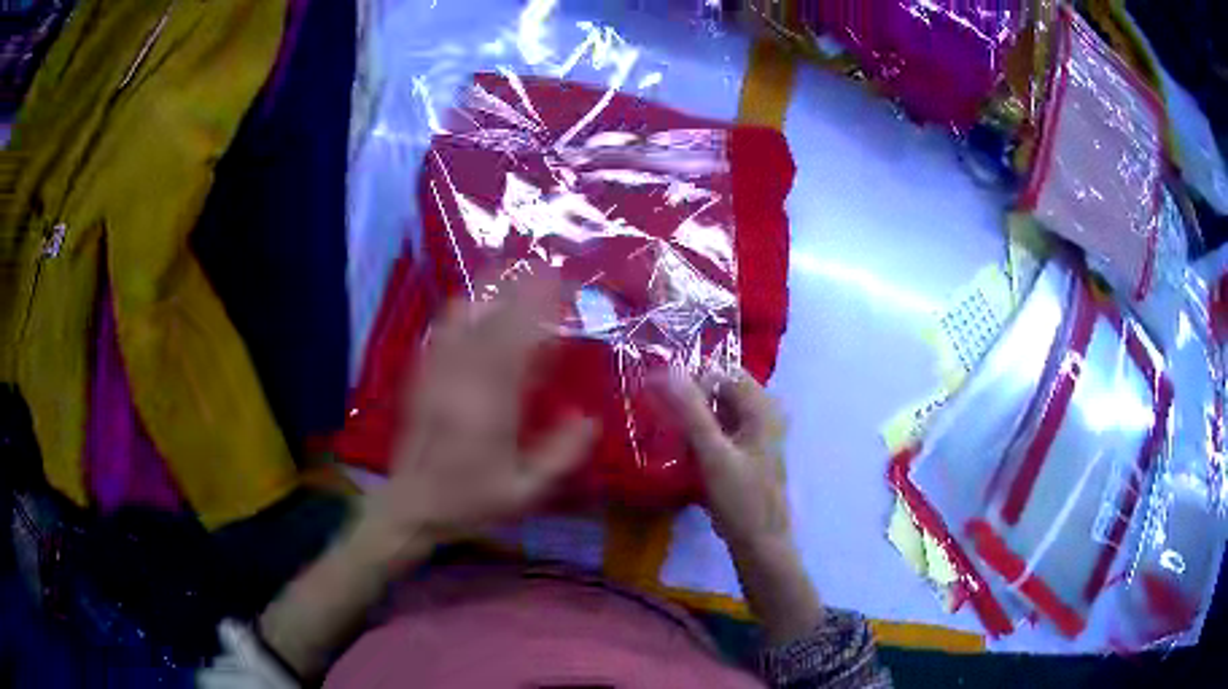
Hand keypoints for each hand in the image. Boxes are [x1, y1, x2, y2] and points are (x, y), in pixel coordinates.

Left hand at [365, 277, 596, 553]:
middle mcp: (461, 382)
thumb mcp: (525, 492)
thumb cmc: (470, 502)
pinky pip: (441, 333)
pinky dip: (463, 311)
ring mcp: (436, 376)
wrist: (411, 507)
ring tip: (512, 276)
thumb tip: (590, 419)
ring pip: (462, 319)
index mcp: (490, 409)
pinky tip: (476, 305)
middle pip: (492, 320)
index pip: (518, 342)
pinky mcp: (421, 378)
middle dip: (520, 288)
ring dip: (489, 292)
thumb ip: (560, 455)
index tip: (559, 282)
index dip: (539, 306)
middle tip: (544, 267)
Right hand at [668, 370, 822, 642]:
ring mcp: (758, 434)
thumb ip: (691, 411)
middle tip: (660, 415)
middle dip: (690, 398)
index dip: (691, 379)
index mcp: (763, 407)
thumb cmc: (741, 499)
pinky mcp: (748, 453)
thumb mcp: (713, 454)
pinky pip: (721, 430)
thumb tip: (667, 371)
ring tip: (667, 432)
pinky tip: (683, 450)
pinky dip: (702, 434)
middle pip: (721, 390)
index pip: (723, 372)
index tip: (660, 395)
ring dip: (694, 417)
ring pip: (720, 411)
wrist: (760, 543)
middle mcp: (765, 413)